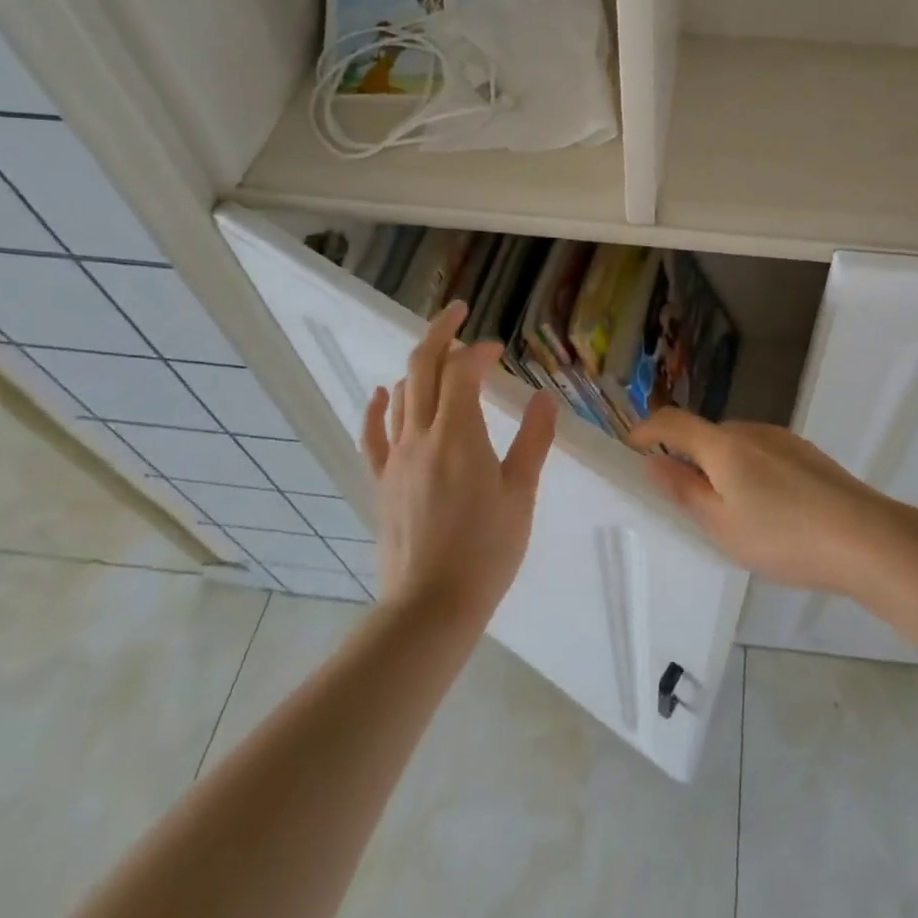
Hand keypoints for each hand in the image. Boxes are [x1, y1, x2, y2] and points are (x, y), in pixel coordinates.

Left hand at [362, 302, 558, 619]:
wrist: (432, 606)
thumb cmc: (487, 550)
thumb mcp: (521, 493)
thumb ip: (533, 440)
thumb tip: (544, 397)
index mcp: (459, 436)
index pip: (462, 373)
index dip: (478, 352)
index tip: (498, 351)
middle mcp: (421, 436)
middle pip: (422, 368)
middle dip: (440, 333)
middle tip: (458, 312)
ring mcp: (395, 459)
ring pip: (401, 395)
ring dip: (418, 366)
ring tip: (438, 353)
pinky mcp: (381, 482)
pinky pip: (373, 435)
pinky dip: (377, 407)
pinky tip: (381, 392)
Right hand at [629, 409, 897, 595]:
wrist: (866, 538)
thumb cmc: (783, 536)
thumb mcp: (721, 525)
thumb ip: (683, 490)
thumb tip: (652, 462)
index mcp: (723, 445)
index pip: (672, 421)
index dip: (646, 430)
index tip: (631, 449)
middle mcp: (751, 431)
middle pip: (706, 435)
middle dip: (687, 458)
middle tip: (688, 503)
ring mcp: (783, 440)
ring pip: (736, 446)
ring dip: (722, 467)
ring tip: (733, 514)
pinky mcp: (808, 454)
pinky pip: (763, 455)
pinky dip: (750, 472)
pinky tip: (771, 510)